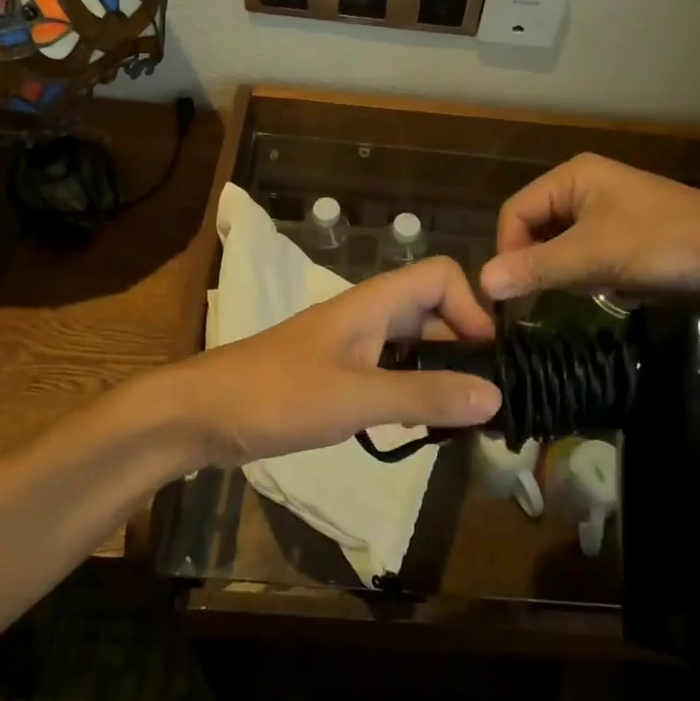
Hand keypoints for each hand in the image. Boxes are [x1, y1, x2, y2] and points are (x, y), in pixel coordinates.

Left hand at [170, 256, 502, 465]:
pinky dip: (416, 390)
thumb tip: (496, 394)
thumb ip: (424, 395)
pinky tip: (423, 424)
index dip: (472, 307)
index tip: (488, 359)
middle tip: (490, 401)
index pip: (441, 275)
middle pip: (435, 310)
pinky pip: (394, 370)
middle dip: (466, 347)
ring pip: (416, 343)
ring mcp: (356, 344)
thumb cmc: (278, 394)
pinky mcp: (342, 372)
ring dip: (444, 372)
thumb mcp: (355, 397)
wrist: (204, 413)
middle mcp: (371, 314)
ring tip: (467, 419)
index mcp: (376, 302)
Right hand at [478, 153, 699, 302]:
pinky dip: (589, 274)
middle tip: (547, 297)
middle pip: (536, 227)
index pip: (515, 211)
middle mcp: (586, 185)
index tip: (513, 294)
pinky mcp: (628, 234)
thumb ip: (536, 268)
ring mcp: (610, 210)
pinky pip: (588, 253)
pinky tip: (609, 289)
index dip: (508, 251)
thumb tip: (481, 281)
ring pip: (562, 244)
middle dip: (540, 263)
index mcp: (573, 176)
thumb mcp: (594, 256)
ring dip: (566, 271)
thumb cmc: (664, 244)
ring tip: (587, 290)